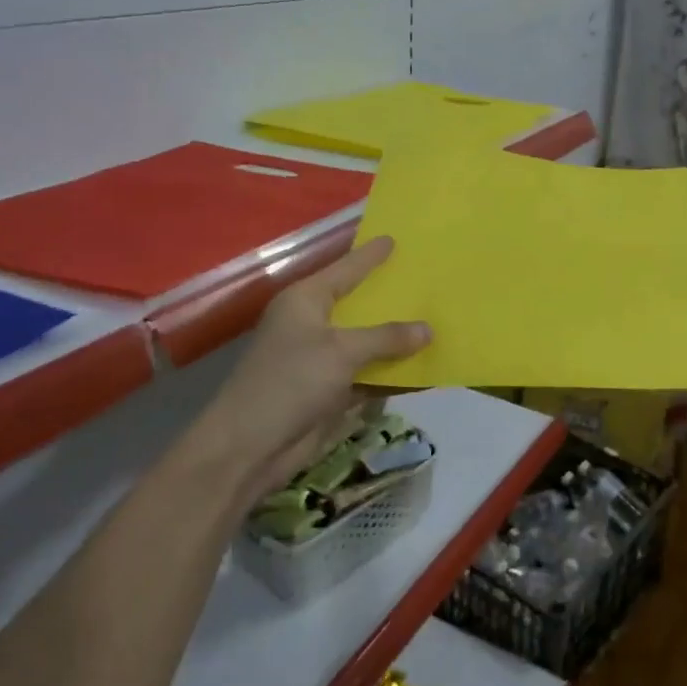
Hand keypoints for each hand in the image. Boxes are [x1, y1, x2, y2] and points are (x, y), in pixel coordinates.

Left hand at [193, 237, 428, 503]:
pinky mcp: (330, 391)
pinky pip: (370, 375)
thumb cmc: (289, 381)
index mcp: (305, 300)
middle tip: (426, 280)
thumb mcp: (341, 351)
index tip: (394, 239)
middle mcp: (313, 324)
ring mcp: (321, 359)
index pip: (345, 269)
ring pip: (368, 342)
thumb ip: (386, 338)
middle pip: (359, 305)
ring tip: (437, 323)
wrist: (249, 447)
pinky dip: (394, 374)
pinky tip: (426, 372)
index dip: (370, 255)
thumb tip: (428, 330)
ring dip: (398, 340)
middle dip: (391, 298)